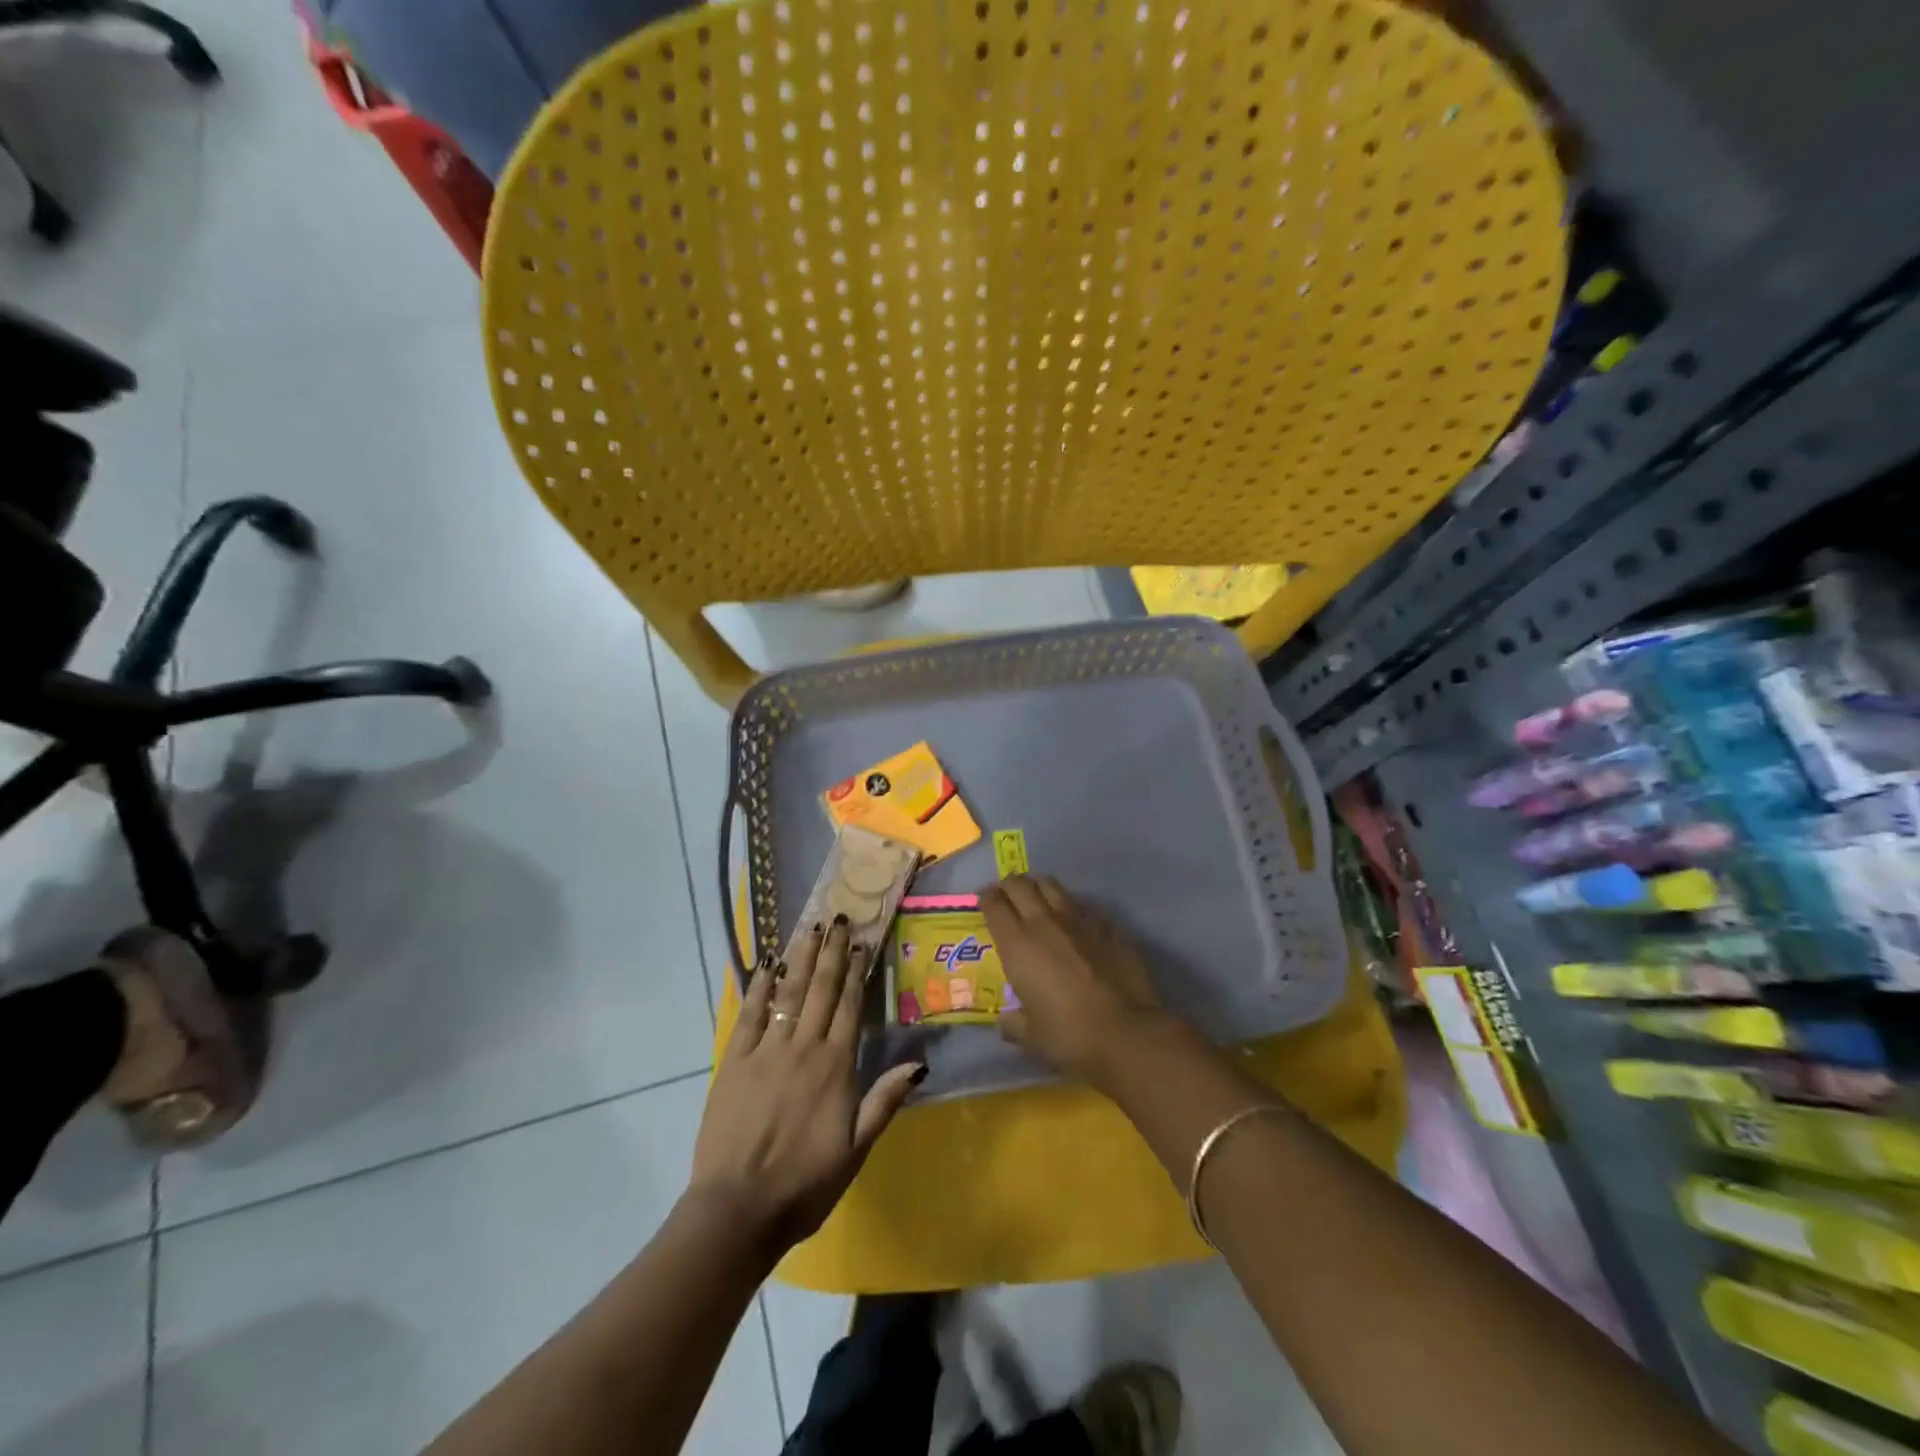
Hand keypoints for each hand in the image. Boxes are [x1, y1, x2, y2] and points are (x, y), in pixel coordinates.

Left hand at [689, 918, 923, 1253]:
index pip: (850, 1006)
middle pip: (821, 990)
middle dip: (831, 952)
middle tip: (837, 918)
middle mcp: (803, 1047)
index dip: (857, 972)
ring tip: (810, 928)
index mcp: (835, 1066)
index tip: (862, 942)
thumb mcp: (857, 1150)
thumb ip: (885, 1100)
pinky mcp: (734, 1060)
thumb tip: (920, 1061)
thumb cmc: (805, 1184)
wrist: (737, 1209)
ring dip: (801, 958)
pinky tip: (767, 964)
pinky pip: (750, 1014)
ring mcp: (766, 1050)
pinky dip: (760, 986)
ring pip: (789, 993)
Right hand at [980, 875, 1173, 1088]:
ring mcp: (1079, 920)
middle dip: (1009, 886)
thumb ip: (1014, 1025)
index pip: (994, 904)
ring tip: (1038, 900)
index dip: (986, 898)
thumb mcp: (1031, 1037)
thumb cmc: (1069, 1036)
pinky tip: (1075, 924)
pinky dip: (1072, 909)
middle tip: (1007, 896)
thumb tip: (1005, 1022)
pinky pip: (1083, 906)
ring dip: (1039, 888)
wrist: (1125, 1033)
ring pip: (1052, 886)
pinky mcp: (1107, 926)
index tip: (984, 900)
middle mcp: (1045, 923)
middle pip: (1020, 884)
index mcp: (1017, 945)